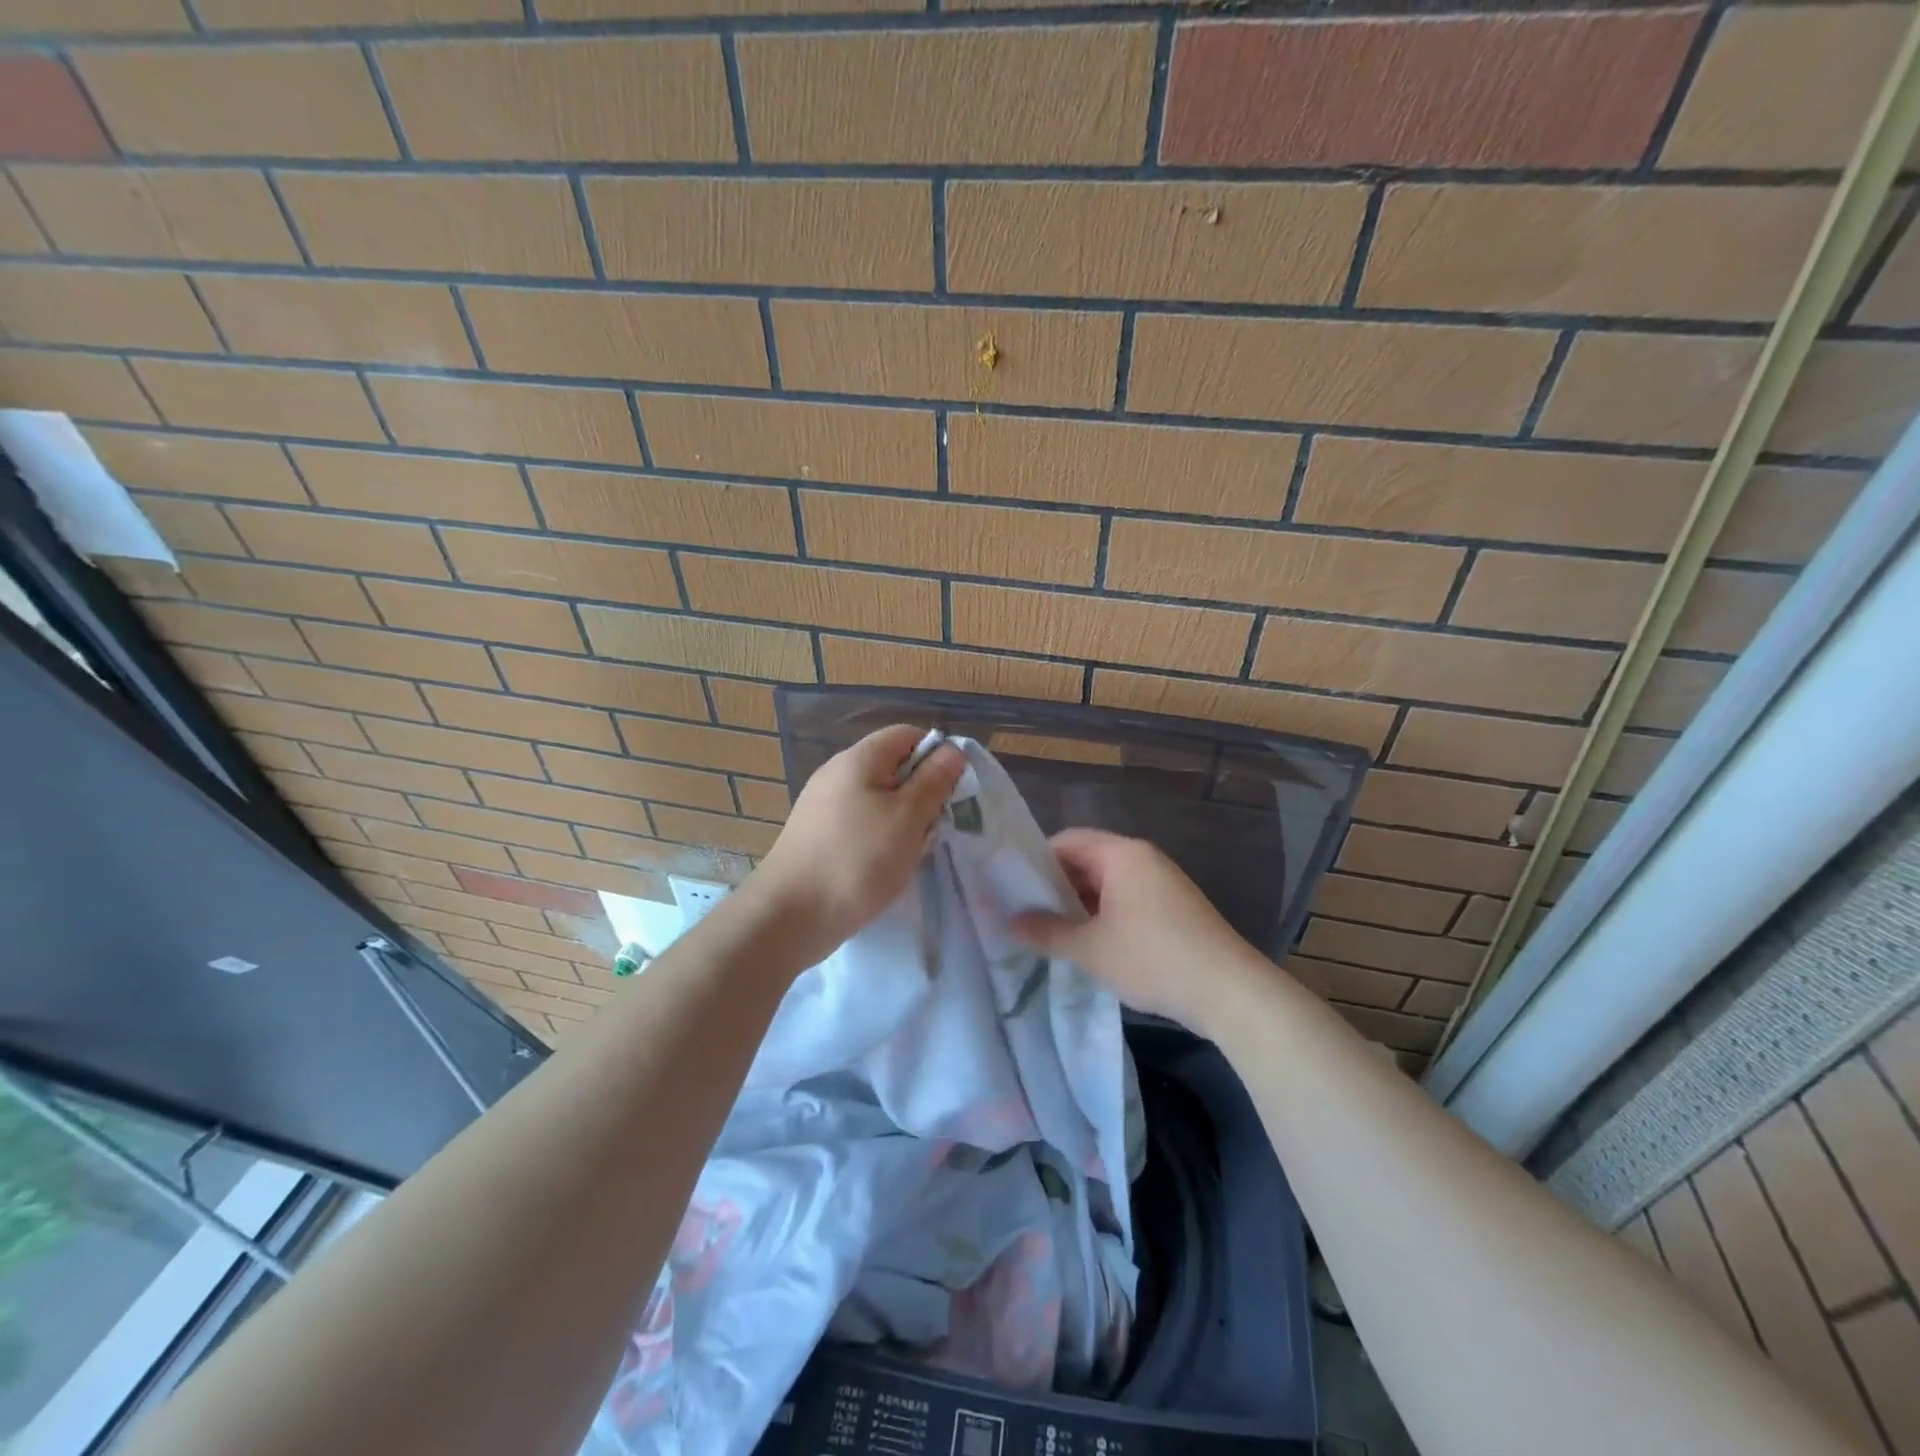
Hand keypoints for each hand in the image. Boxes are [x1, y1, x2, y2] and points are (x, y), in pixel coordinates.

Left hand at [750, 724, 964, 966]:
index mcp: (858, 759)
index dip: (936, 754)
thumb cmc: (858, 859)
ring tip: (910, 853)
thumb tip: (952, 750)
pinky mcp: (818, 835)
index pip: (907, 734)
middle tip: (932, 828)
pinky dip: (880, 840)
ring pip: (880, 800)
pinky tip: (885, 868)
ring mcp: (823, 806)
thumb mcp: (908, 817)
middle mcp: (837, 774)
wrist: (790, 916)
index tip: (952, 790)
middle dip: (921, 795)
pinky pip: (861, 824)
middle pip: (894, 768)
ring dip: (903, 823)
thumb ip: (934, 780)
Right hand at [1010, 828, 1261, 1031]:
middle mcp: (1142, 858)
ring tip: (1049, 933)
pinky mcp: (1173, 908)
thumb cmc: (1153, 958)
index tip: (1010, 889)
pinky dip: (1104, 915)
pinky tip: (1088, 944)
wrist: (1230, 992)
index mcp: (1121, 854)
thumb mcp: (1090, 948)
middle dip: (1055, 887)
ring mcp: (1162, 883)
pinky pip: (1127, 900)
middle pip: (1086, 860)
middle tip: (1023, 915)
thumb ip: (1045, 931)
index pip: (1065, 841)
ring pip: (1106, 883)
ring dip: (1079, 905)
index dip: (1034, 862)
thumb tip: (1006, 922)